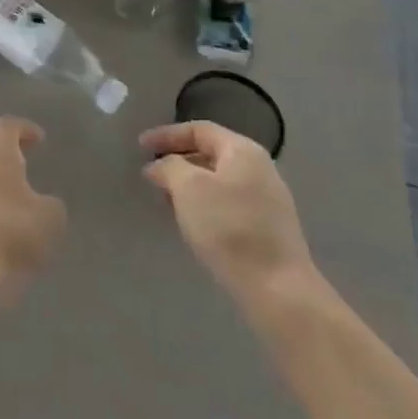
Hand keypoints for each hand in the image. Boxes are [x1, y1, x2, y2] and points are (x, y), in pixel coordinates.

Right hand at [141, 121, 316, 303]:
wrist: (277, 289)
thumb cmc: (229, 228)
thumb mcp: (189, 189)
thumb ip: (169, 167)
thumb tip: (159, 165)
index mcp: (243, 150)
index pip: (199, 130)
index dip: (167, 135)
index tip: (140, 146)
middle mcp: (260, 168)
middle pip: (211, 153)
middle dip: (178, 161)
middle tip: (152, 176)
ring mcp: (267, 199)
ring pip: (219, 181)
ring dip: (190, 186)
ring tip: (167, 201)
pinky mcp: (268, 228)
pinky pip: (228, 204)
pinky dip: (205, 205)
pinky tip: (193, 223)